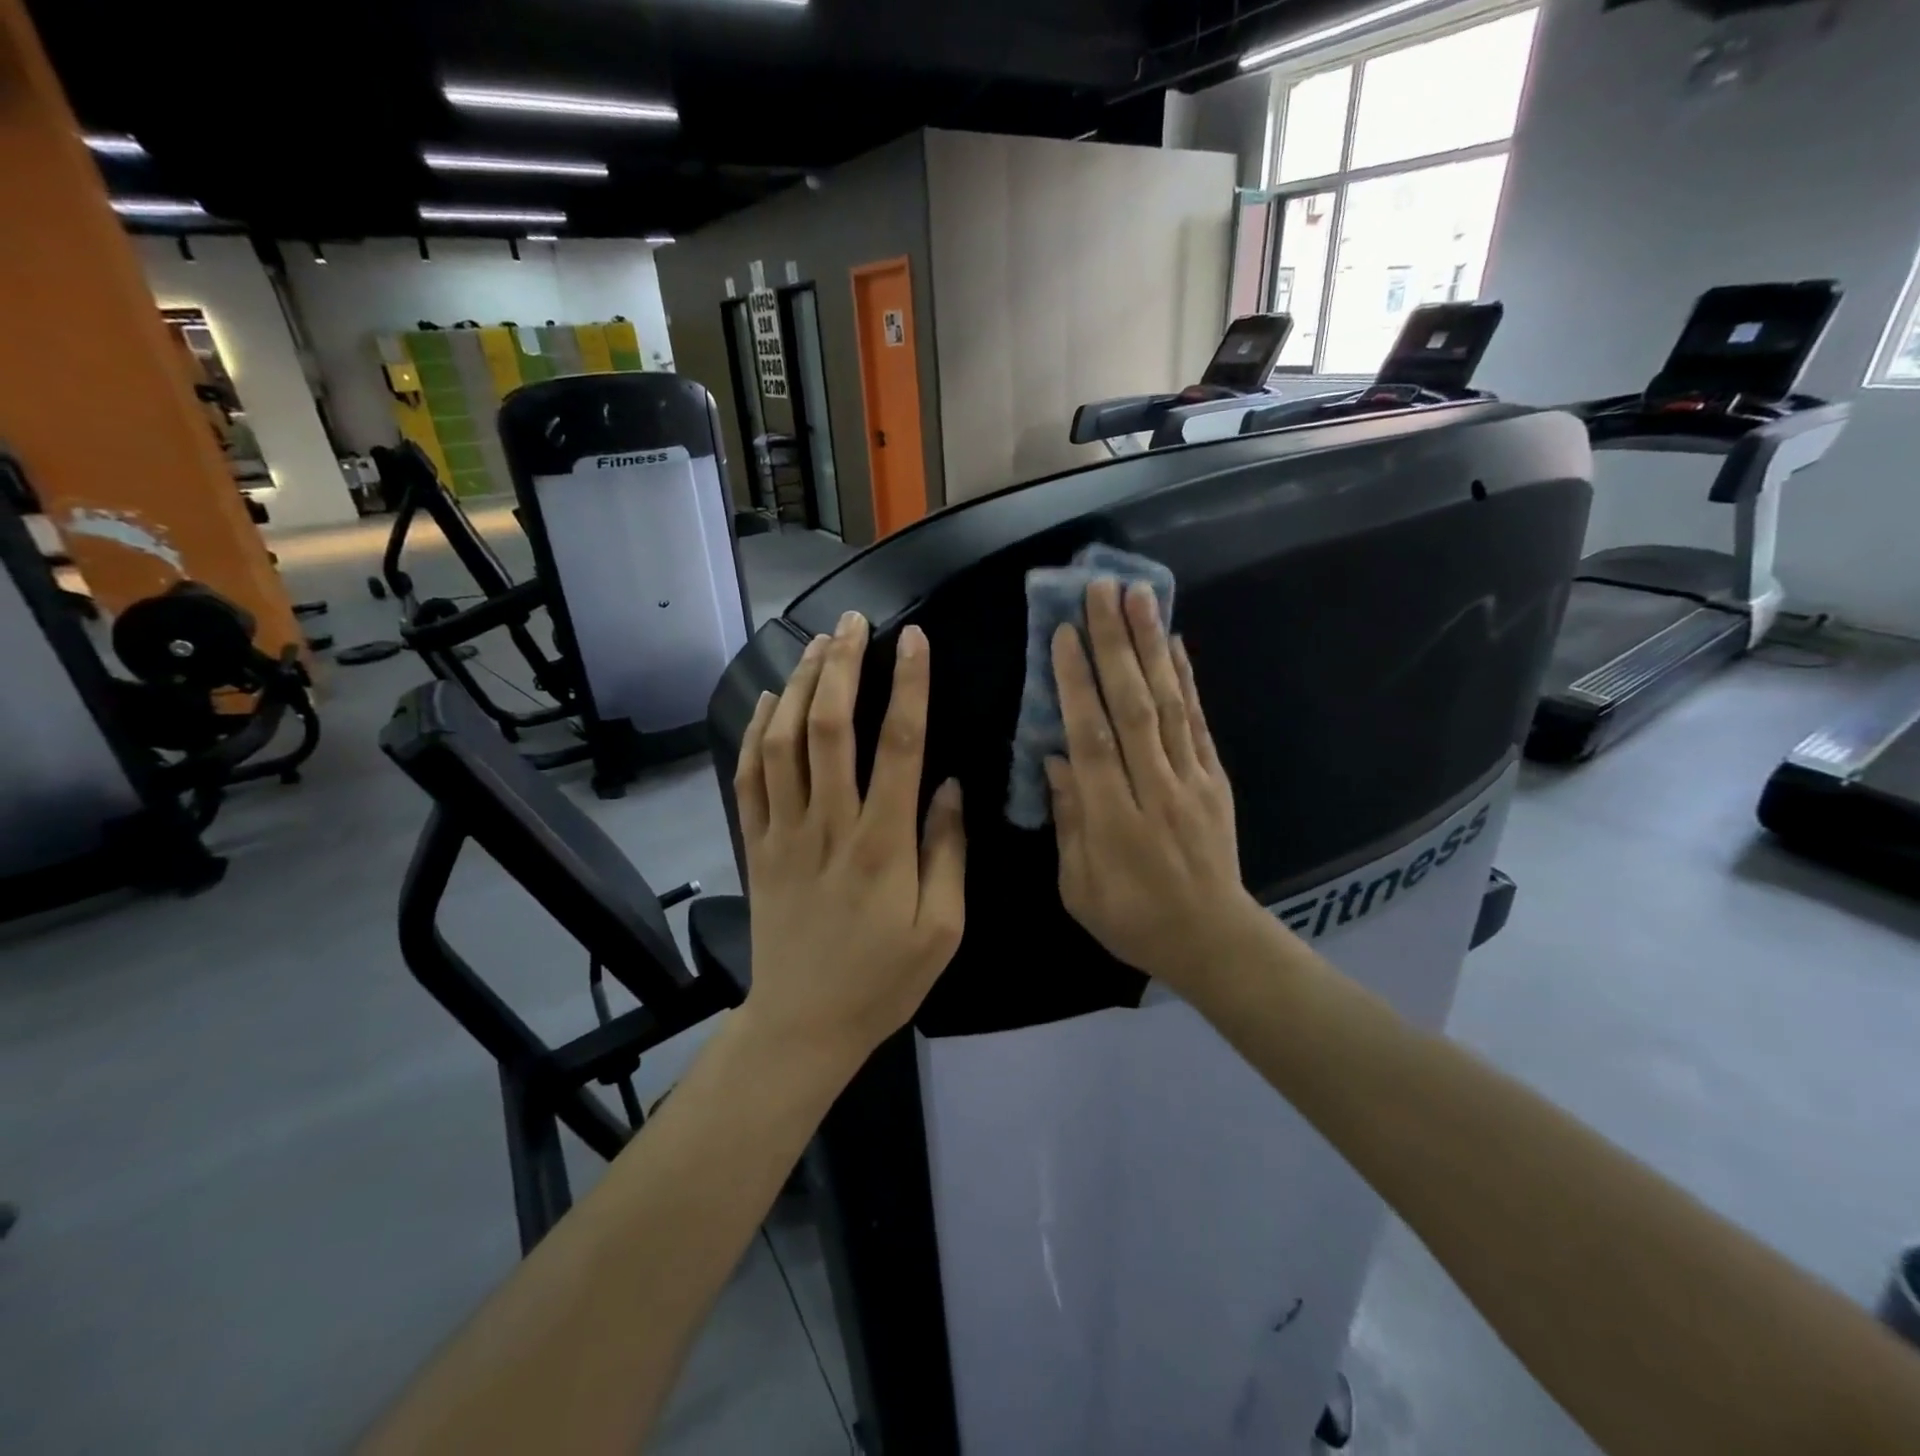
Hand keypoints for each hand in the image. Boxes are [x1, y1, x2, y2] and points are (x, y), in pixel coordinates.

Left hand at [733, 611, 966, 1063]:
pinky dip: (754, 733)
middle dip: (842, 666)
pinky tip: (768, 700)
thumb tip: (950, 784)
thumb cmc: (884, 980)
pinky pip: (748, 778)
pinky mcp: (755, 846)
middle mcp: (829, 825)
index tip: (914, 640)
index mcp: (884, 844)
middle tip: (854, 621)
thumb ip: (948, 852)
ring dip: (798, 686)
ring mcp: (783, 833)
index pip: (900, 745)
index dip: (909, 686)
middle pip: (831, 727)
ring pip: (783, 742)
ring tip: (815, 644)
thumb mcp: (943, 929)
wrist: (804, 1023)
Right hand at [1046, 579, 1261, 990]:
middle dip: (1115, 645)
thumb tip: (1054, 759)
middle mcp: (1156, 790)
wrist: (1213, 940)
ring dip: (1152, 646)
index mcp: (1115, 821)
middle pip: (1133, 708)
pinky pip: (1200, 722)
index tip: (1062, 635)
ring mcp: (1193, 781)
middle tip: (1101, 591)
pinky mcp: (1216, 779)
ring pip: (1169, 704)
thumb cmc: (1132, 919)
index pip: (1092, 740)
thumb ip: (1068, 820)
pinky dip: (1187, 680)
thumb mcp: (1079, 886)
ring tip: (1140, 596)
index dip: (1076, 686)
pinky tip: (1174, 643)